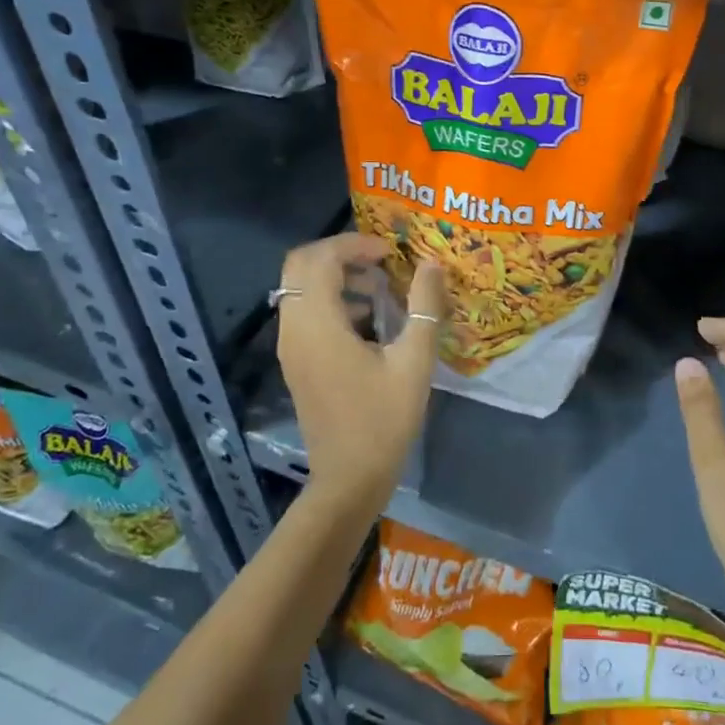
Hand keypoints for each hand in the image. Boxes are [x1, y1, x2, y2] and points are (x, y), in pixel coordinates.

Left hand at [277, 233, 445, 519]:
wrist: (348, 479)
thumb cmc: (383, 420)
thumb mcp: (414, 362)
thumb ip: (424, 307)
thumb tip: (433, 264)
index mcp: (319, 325)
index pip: (320, 259)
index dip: (353, 245)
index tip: (389, 253)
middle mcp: (295, 329)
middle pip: (300, 266)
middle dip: (339, 253)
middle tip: (380, 261)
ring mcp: (291, 346)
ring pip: (300, 288)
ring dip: (335, 276)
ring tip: (379, 288)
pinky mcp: (296, 361)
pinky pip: (304, 311)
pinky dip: (330, 300)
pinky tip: (367, 320)